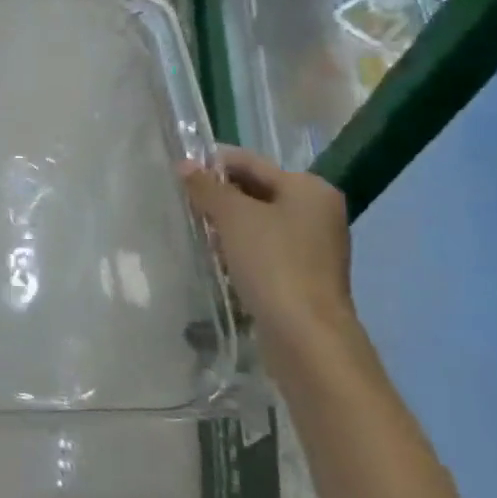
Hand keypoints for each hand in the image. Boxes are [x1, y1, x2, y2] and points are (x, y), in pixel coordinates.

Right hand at [183, 147, 353, 352]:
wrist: (305, 335)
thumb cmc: (272, 263)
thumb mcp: (233, 216)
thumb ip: (207, 187)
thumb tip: (185, 165)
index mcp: (310, 188)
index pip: (252, 162)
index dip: (213, 164)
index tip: (179, 173)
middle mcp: (317, 211)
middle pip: (257, 190)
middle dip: (220, 195)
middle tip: (183, 201)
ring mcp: (313, 245)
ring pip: (259, 221)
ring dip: (228, 223)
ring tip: (196, 229)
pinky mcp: (303, 274)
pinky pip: (264, 248)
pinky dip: (240, 247)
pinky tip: (217, 257)